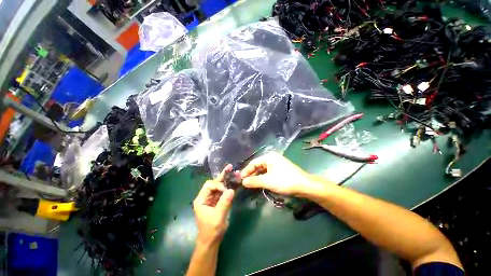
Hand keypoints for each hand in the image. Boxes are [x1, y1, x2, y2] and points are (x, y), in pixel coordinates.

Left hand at [193, 165, 234, 246]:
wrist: (211, 241)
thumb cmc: (211, 230)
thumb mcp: (218, 217)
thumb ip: (224, 203)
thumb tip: (231, 190)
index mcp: (201, 199)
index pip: (209, 185)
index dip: (219, 185)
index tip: (227, 190)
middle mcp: (206, 197)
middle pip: (214, 183)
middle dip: (222, 176)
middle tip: (230, 167)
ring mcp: (212, 199)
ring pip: (219, 186)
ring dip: (227, 179)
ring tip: (234, 172)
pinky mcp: (217, 201)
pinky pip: (223, 192)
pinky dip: (229, 186)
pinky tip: (234, 181)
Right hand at [240, 152, 328, 196]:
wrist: (304, 186)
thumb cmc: (285, 181)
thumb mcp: (268, 181)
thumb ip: (254, 181)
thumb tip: (243, 182)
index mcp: (269, 157)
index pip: (253, 163)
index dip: (246, 170)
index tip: (240, 178)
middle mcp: (272, 158)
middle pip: (258, 166)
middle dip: (251, 174)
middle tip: (244, 182)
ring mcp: (276, 164)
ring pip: (263, 170)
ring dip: (256, 177)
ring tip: (250, 184)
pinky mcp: (279, 170)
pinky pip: (268, 173)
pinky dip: (263, 178)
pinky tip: (259, 183)